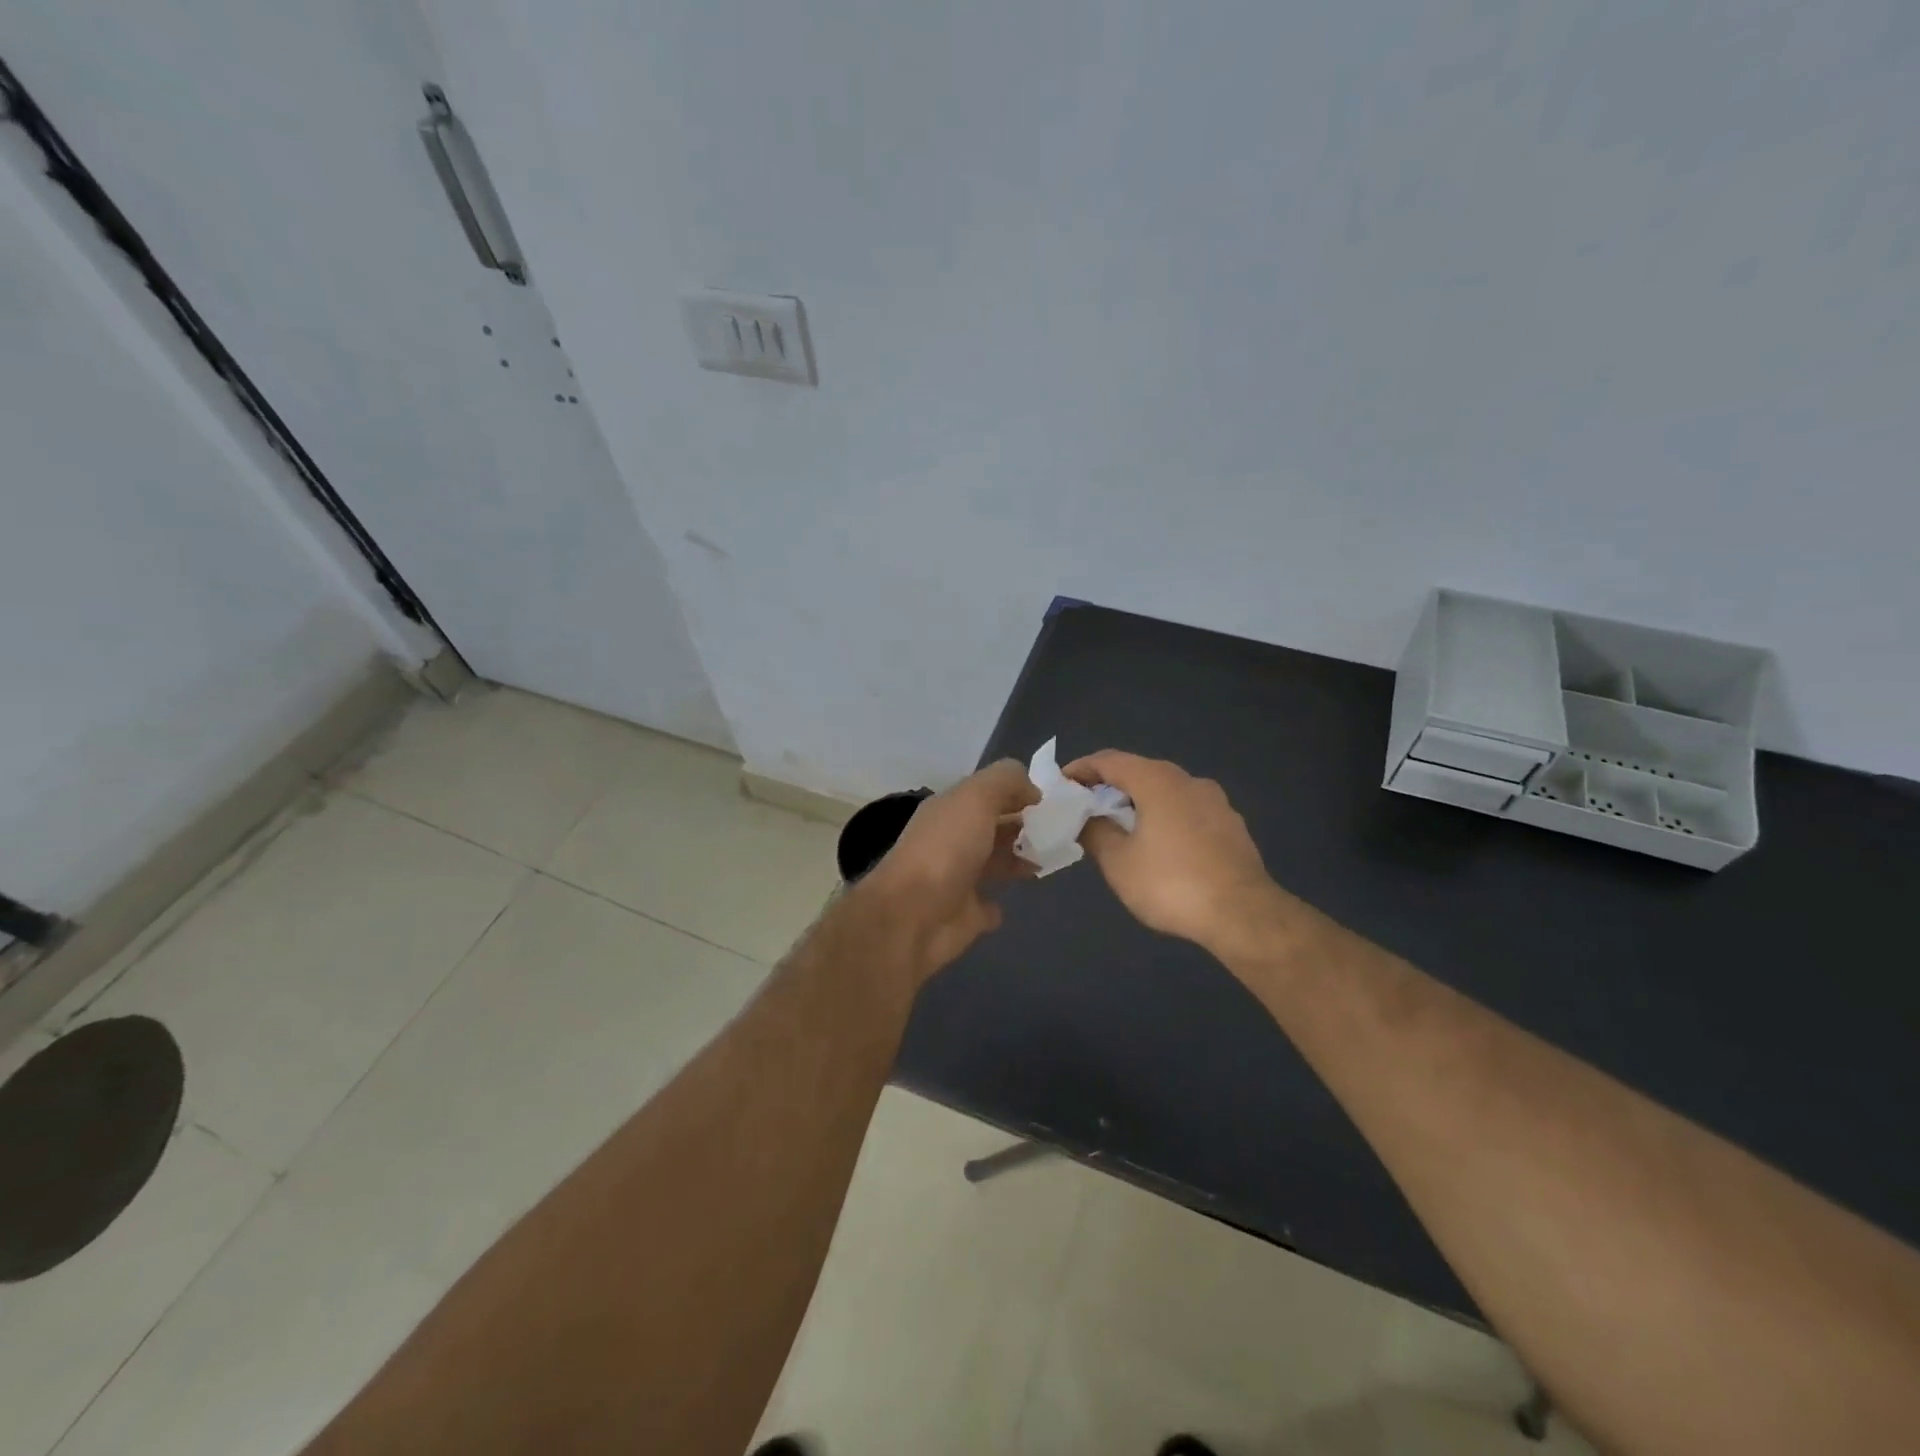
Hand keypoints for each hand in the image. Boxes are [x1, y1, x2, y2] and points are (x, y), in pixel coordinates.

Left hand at [860, 760, 1039, 978]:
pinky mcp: (964, 916)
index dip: (1020, 792)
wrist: (912, 917)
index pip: (989, 792)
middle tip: (1065, 829)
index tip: (1056, 799)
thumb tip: (1033, 789)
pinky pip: (988, 905)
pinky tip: (1020, 895)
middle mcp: (952, 840)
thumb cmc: (946, 850)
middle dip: (1026, 825)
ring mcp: (957, 879)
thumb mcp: (976, 798)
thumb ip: (1005, 782)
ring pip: (995, 862)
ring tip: (1056, 856)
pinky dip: (1000, 901)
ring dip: (1021, 858)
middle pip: (994, 827)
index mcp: (950, 809)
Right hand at [1063, 750, 1282, 953]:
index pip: (1110, 760)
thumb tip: (1086, 819)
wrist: (1243, 914)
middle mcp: (1188, 780)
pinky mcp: (1232, 826)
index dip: (1082, 768)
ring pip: (1166, 791)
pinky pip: (1187, 810)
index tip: (1061, 783)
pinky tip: (1158, 845)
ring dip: (1139, 803)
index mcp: (1157, 780)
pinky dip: (1164, 817)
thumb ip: (1096, 833)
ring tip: (1120, 827)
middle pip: (1140, 772)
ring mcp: (1216, 802)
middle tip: (1086, 806)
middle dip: (1110, 786)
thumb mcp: (1118, 862)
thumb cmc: (1171, 883)